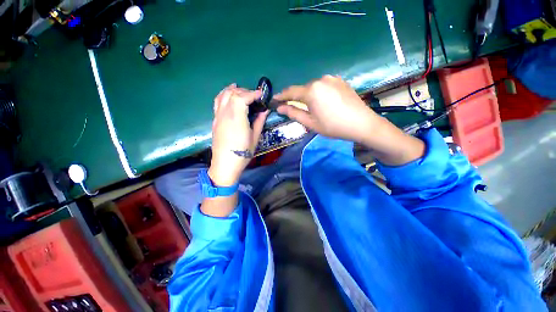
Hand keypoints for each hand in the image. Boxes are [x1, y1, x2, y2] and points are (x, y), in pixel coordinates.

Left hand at [209, 84, 269, 185]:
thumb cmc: (242, 153)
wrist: (225, 164)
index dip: (253, 93)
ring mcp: (218, 116)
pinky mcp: (215, 120)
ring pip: (223, 95)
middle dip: (245, 91)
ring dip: (233, 90)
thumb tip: (265, 110)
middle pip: (232, 94)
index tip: (261, 95)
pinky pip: (217, 102)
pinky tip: (228, 95)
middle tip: (254, 96)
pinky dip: (223, 95)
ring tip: (241, 90)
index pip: (242, 97)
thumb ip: (259, 121)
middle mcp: (225, 114)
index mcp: (236, 118)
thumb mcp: (255, 138)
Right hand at [274, 75, 379, 143]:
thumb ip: (294, 113)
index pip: (291, 92)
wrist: (362, 123)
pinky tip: (323, 102)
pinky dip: (319, 93)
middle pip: (303, 89)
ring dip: (308, 95)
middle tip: (292, 107)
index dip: (282, 96)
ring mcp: (332, 78)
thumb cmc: (333, 126)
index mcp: (312, 90)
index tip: (274, 100)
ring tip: (310, 107)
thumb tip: (280, 108)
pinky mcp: (340, 81)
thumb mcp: (311, 123)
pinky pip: (324, 86)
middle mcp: (321, 80)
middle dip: (296, 97)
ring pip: (313, 87)